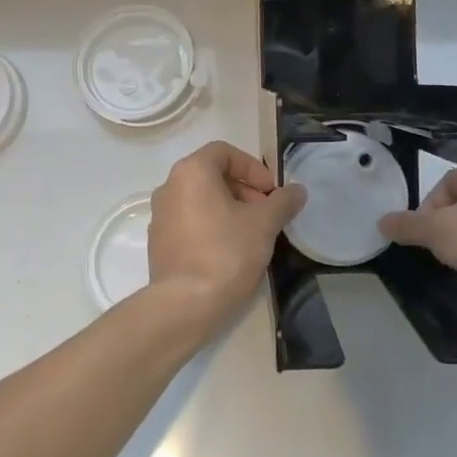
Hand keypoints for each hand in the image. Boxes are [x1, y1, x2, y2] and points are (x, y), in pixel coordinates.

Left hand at [147, 141, 305, 338]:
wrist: (185, 305)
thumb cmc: (226, 253)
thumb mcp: (264, 224)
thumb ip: (283, 202)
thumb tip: (297, 191)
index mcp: (191, 172)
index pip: (225, 152)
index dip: (253, 168)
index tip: (271, 193)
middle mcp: (169, 187)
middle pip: (212, 175)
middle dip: (244, 190)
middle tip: (266, 214)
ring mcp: (160, 216)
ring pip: (201, 200)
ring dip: (230, 209)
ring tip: (252, 234)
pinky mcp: (159, 243)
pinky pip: (190, 223)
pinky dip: (212, 227)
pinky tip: (231, 252)